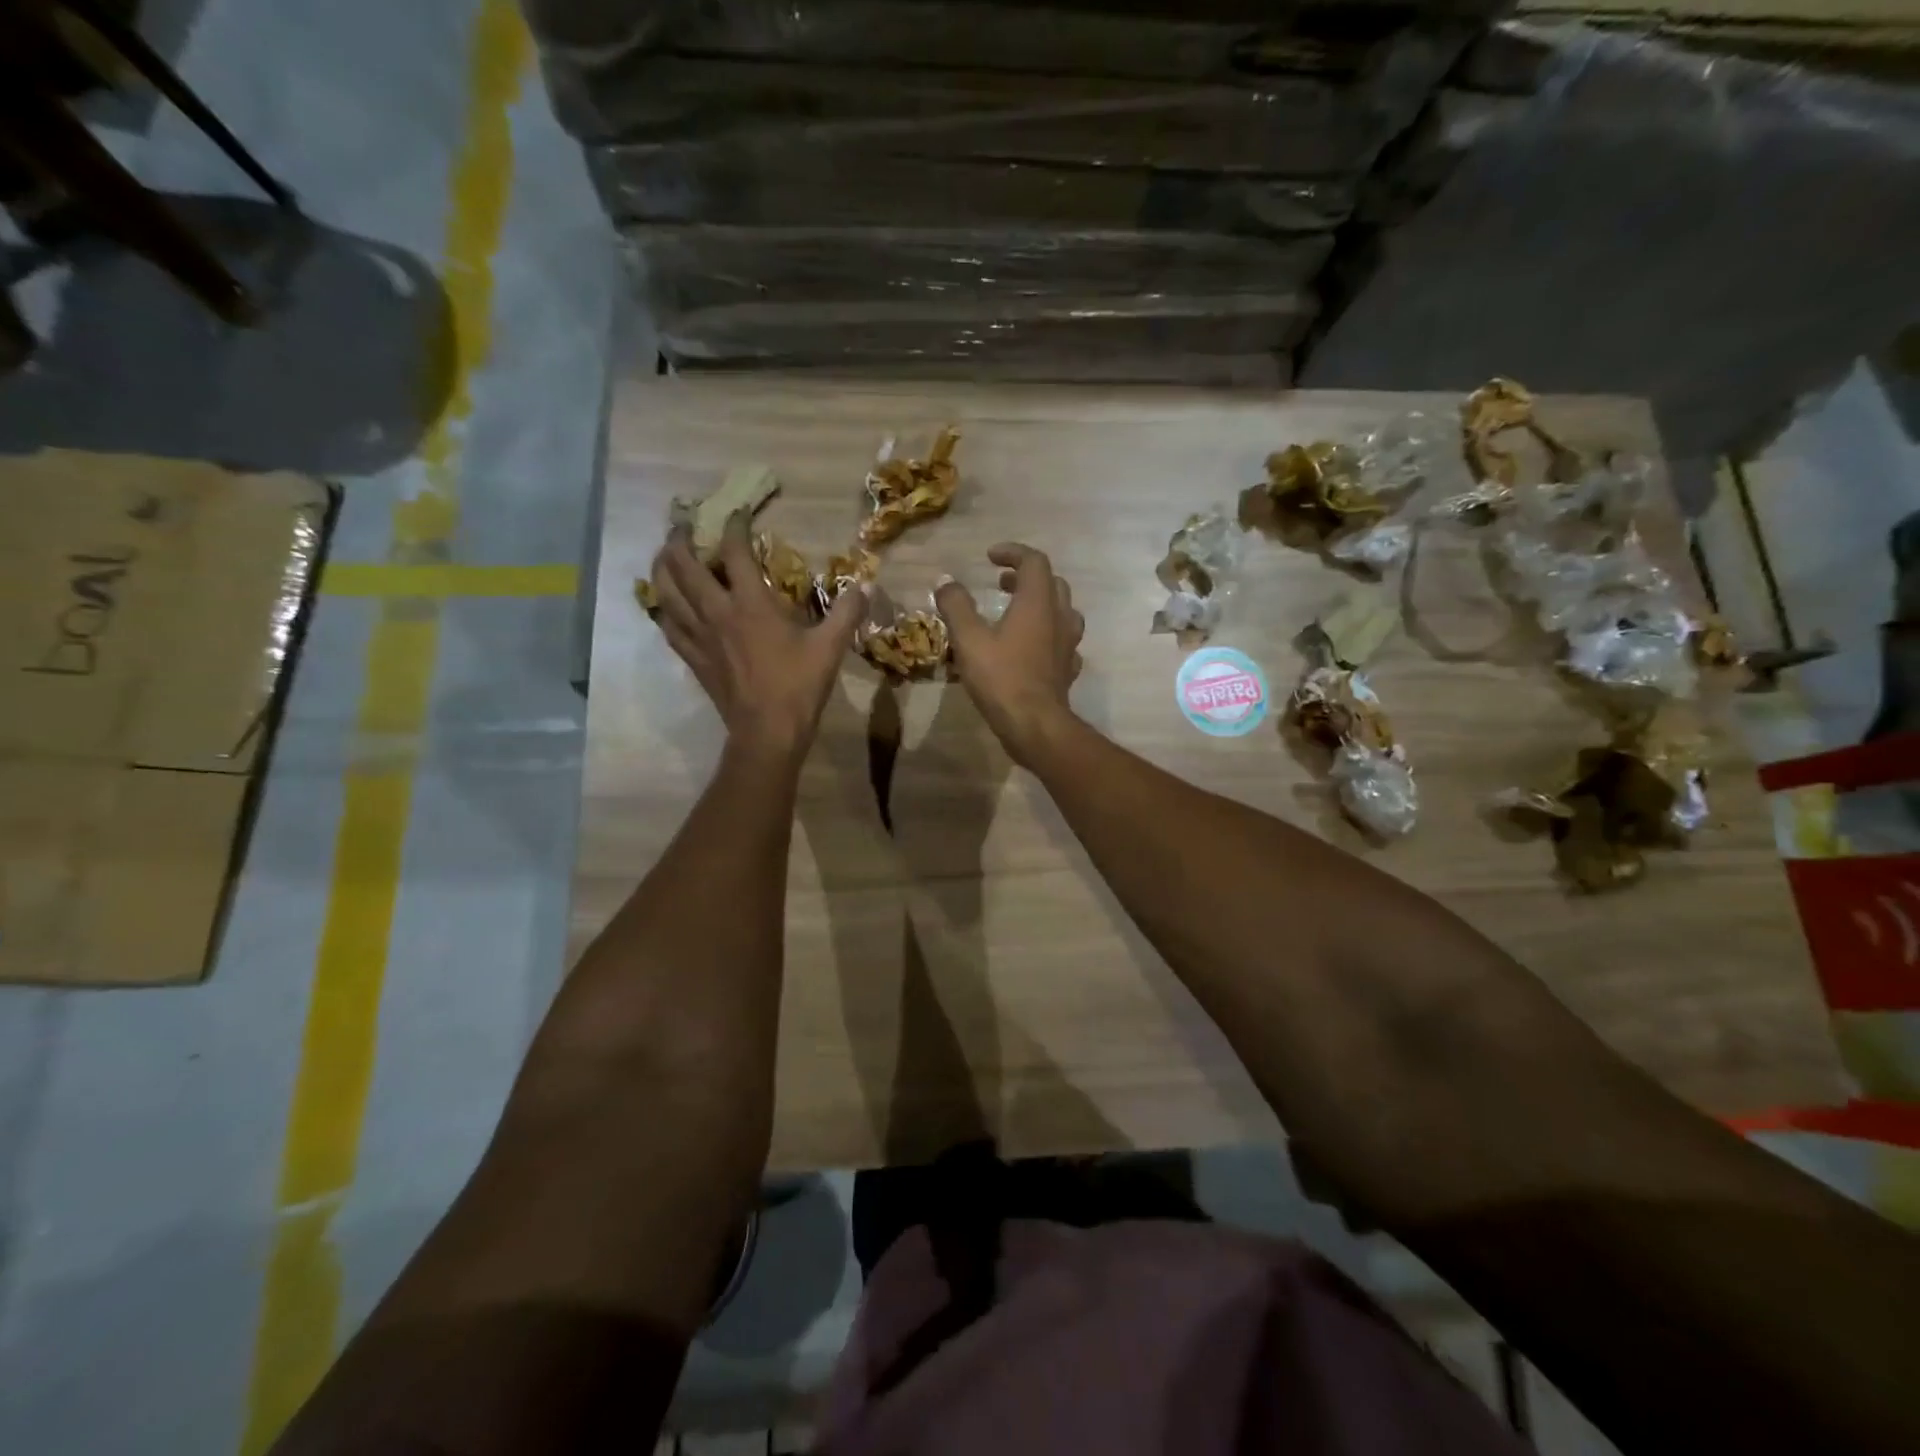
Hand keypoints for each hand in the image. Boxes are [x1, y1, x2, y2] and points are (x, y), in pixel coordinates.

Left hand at [650, 513, 864, 763]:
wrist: (767, 732)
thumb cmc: (799, 686)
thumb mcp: (831, 647)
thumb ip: (848, 612)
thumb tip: (866, 584)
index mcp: (751, 604)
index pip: (734, 552)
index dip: (734, 526)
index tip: (738, 513)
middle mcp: (717, 613)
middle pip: (684, 565)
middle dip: (682, 538)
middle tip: (686, 525)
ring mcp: (700, 636)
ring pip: (666, 592)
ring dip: (662, 567)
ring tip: (665, 554)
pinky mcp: (693, 658)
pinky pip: (668, 626)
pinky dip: (664, 609)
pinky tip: (667, 605)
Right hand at [934, 542, 1084, 763]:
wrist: (1034, 724)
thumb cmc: (1001, 677)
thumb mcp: (968, 639)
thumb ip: (956, 605)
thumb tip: (945, 581)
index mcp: (1037, 603)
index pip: (1034, 562)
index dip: (1012, 552)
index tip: (990, 557)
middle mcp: (1059, 617)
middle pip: (1052, 583)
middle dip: (1025, 577)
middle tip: (1001, 584)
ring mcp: (1068, 644)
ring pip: (1063, 611)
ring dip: (1041, 604)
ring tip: (1018, 612)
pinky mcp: (1068, 668)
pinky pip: (1063, 641)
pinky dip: (1047, 635)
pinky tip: (1033, 647)